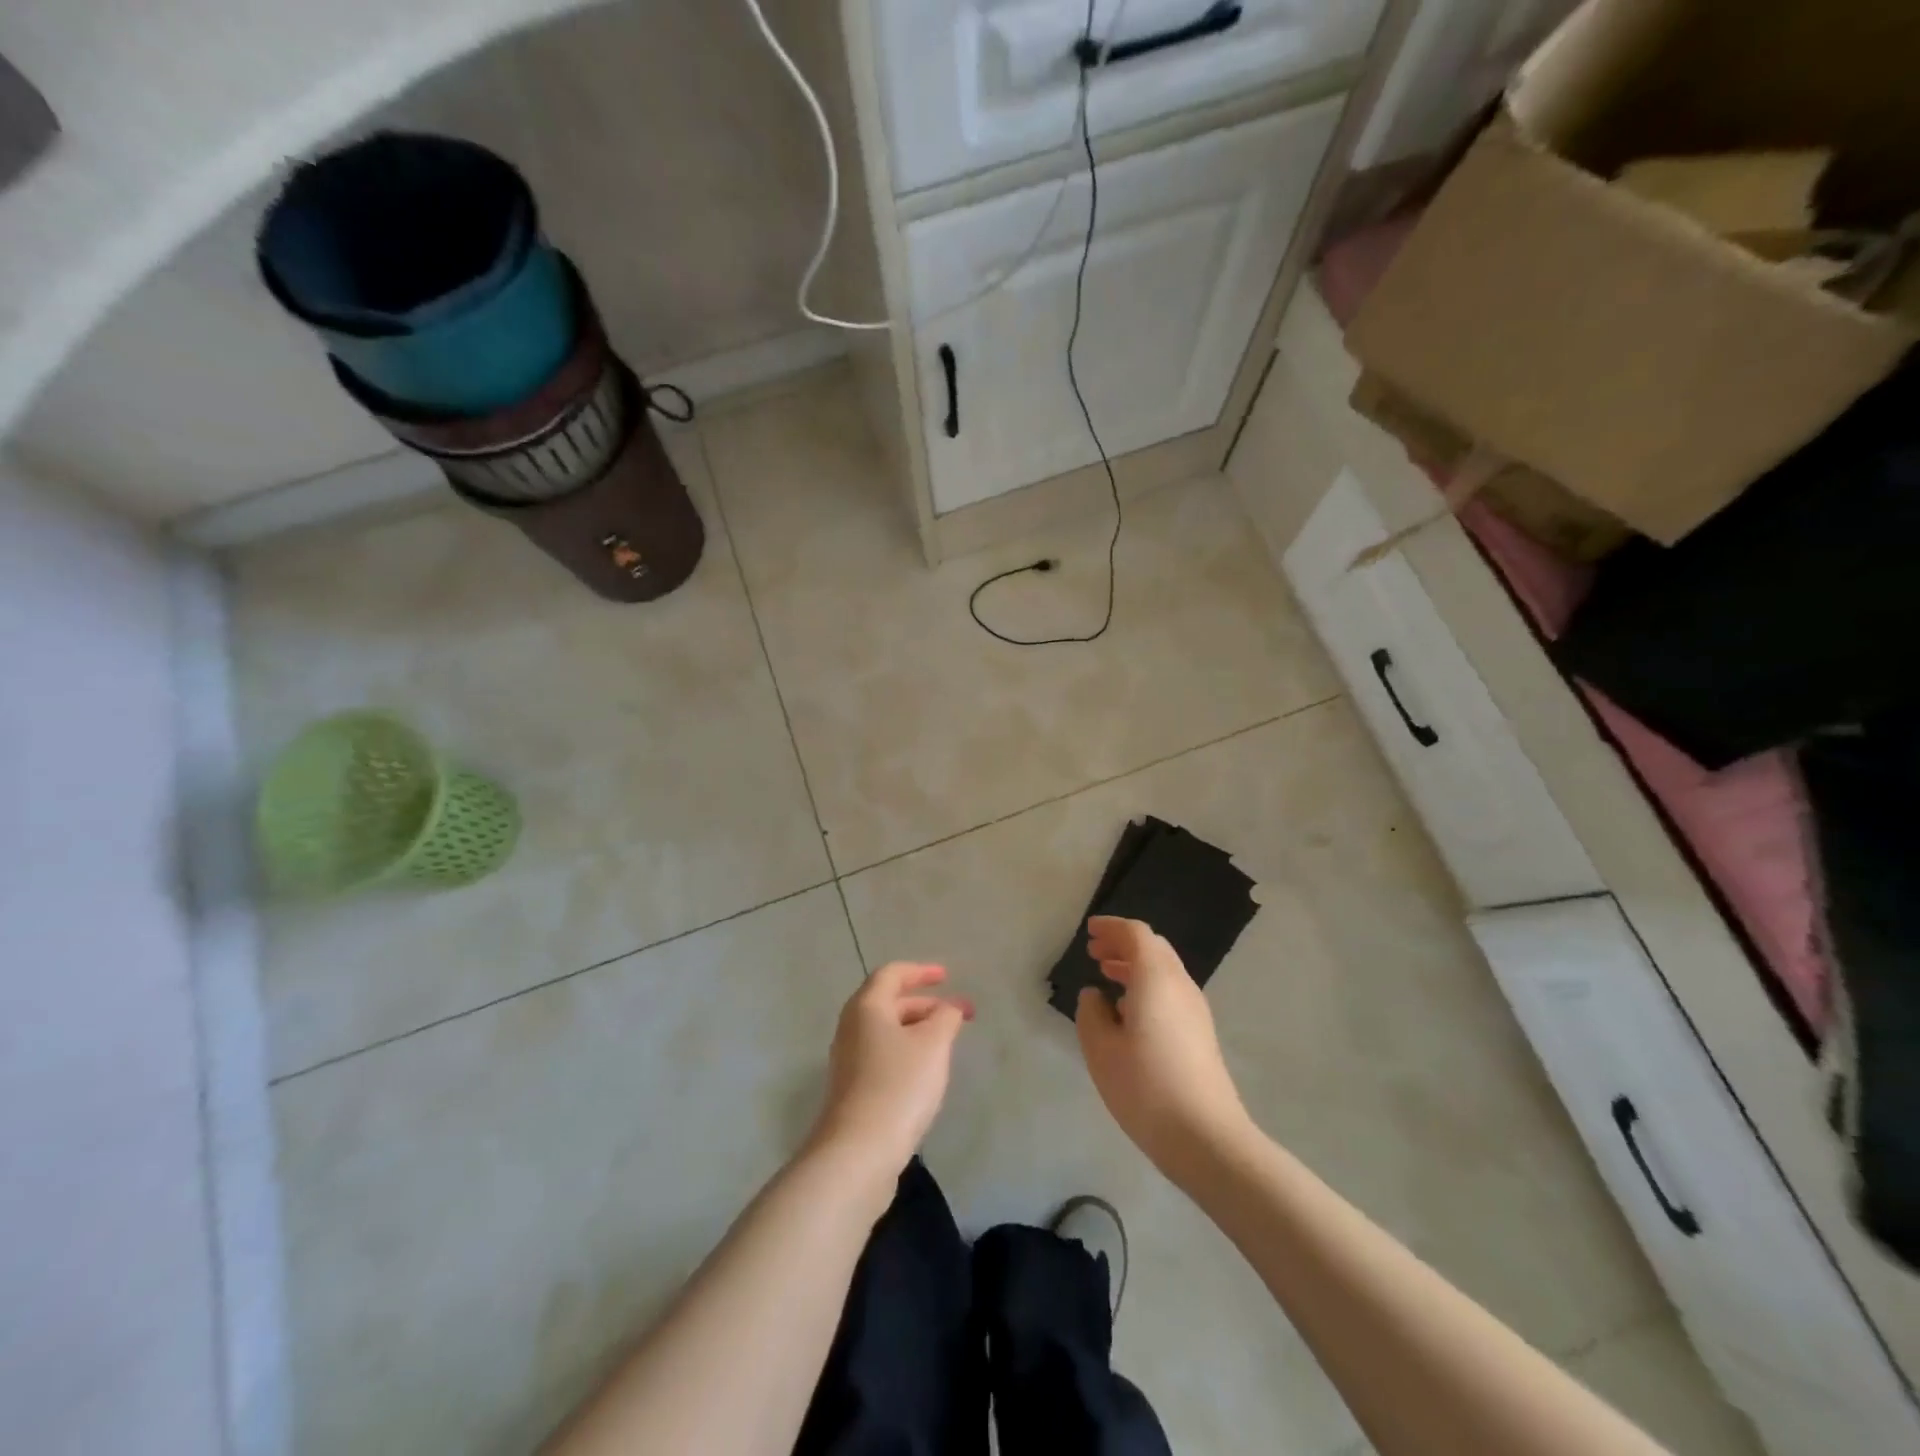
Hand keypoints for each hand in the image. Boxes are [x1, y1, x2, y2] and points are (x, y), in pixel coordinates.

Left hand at [809, 962, 973, 1179]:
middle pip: (889, 1003)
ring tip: (947, 1044)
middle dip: (926, 1004)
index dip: (921, 971)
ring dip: (918, 1030)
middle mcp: (851, 1028)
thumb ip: (946, 1017)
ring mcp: (848, 1060)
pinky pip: (883, 1056)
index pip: (892, 974)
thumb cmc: (898, 1086)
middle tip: (959, 1015)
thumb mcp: (933, 1044)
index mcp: (866, 1007)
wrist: (858, 1152)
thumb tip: (949, 1008)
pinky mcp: (852, 1089)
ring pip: (887, 1032)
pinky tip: (926, 1074)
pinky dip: (907, 1053)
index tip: (947, 977)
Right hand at [1076, 917, 1249, 1173]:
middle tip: (1094, 952)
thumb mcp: (1101, 1049)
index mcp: (1156, 978)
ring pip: (1164, 971)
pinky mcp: (1201, 1034)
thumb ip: (1091, 1013)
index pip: (1136, 934)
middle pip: (1154, 948)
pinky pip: (1171, 992)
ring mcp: (1196, 1010)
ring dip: (1135, 966)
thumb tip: (1095, 995)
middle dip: (1123, 944)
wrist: (1206, 1138)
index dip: (1111, 928)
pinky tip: (1129, 1012)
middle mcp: (1180, 985)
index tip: (1089, 932)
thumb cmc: (1146, 1087)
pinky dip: (1147, 986)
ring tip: (1107, 976)